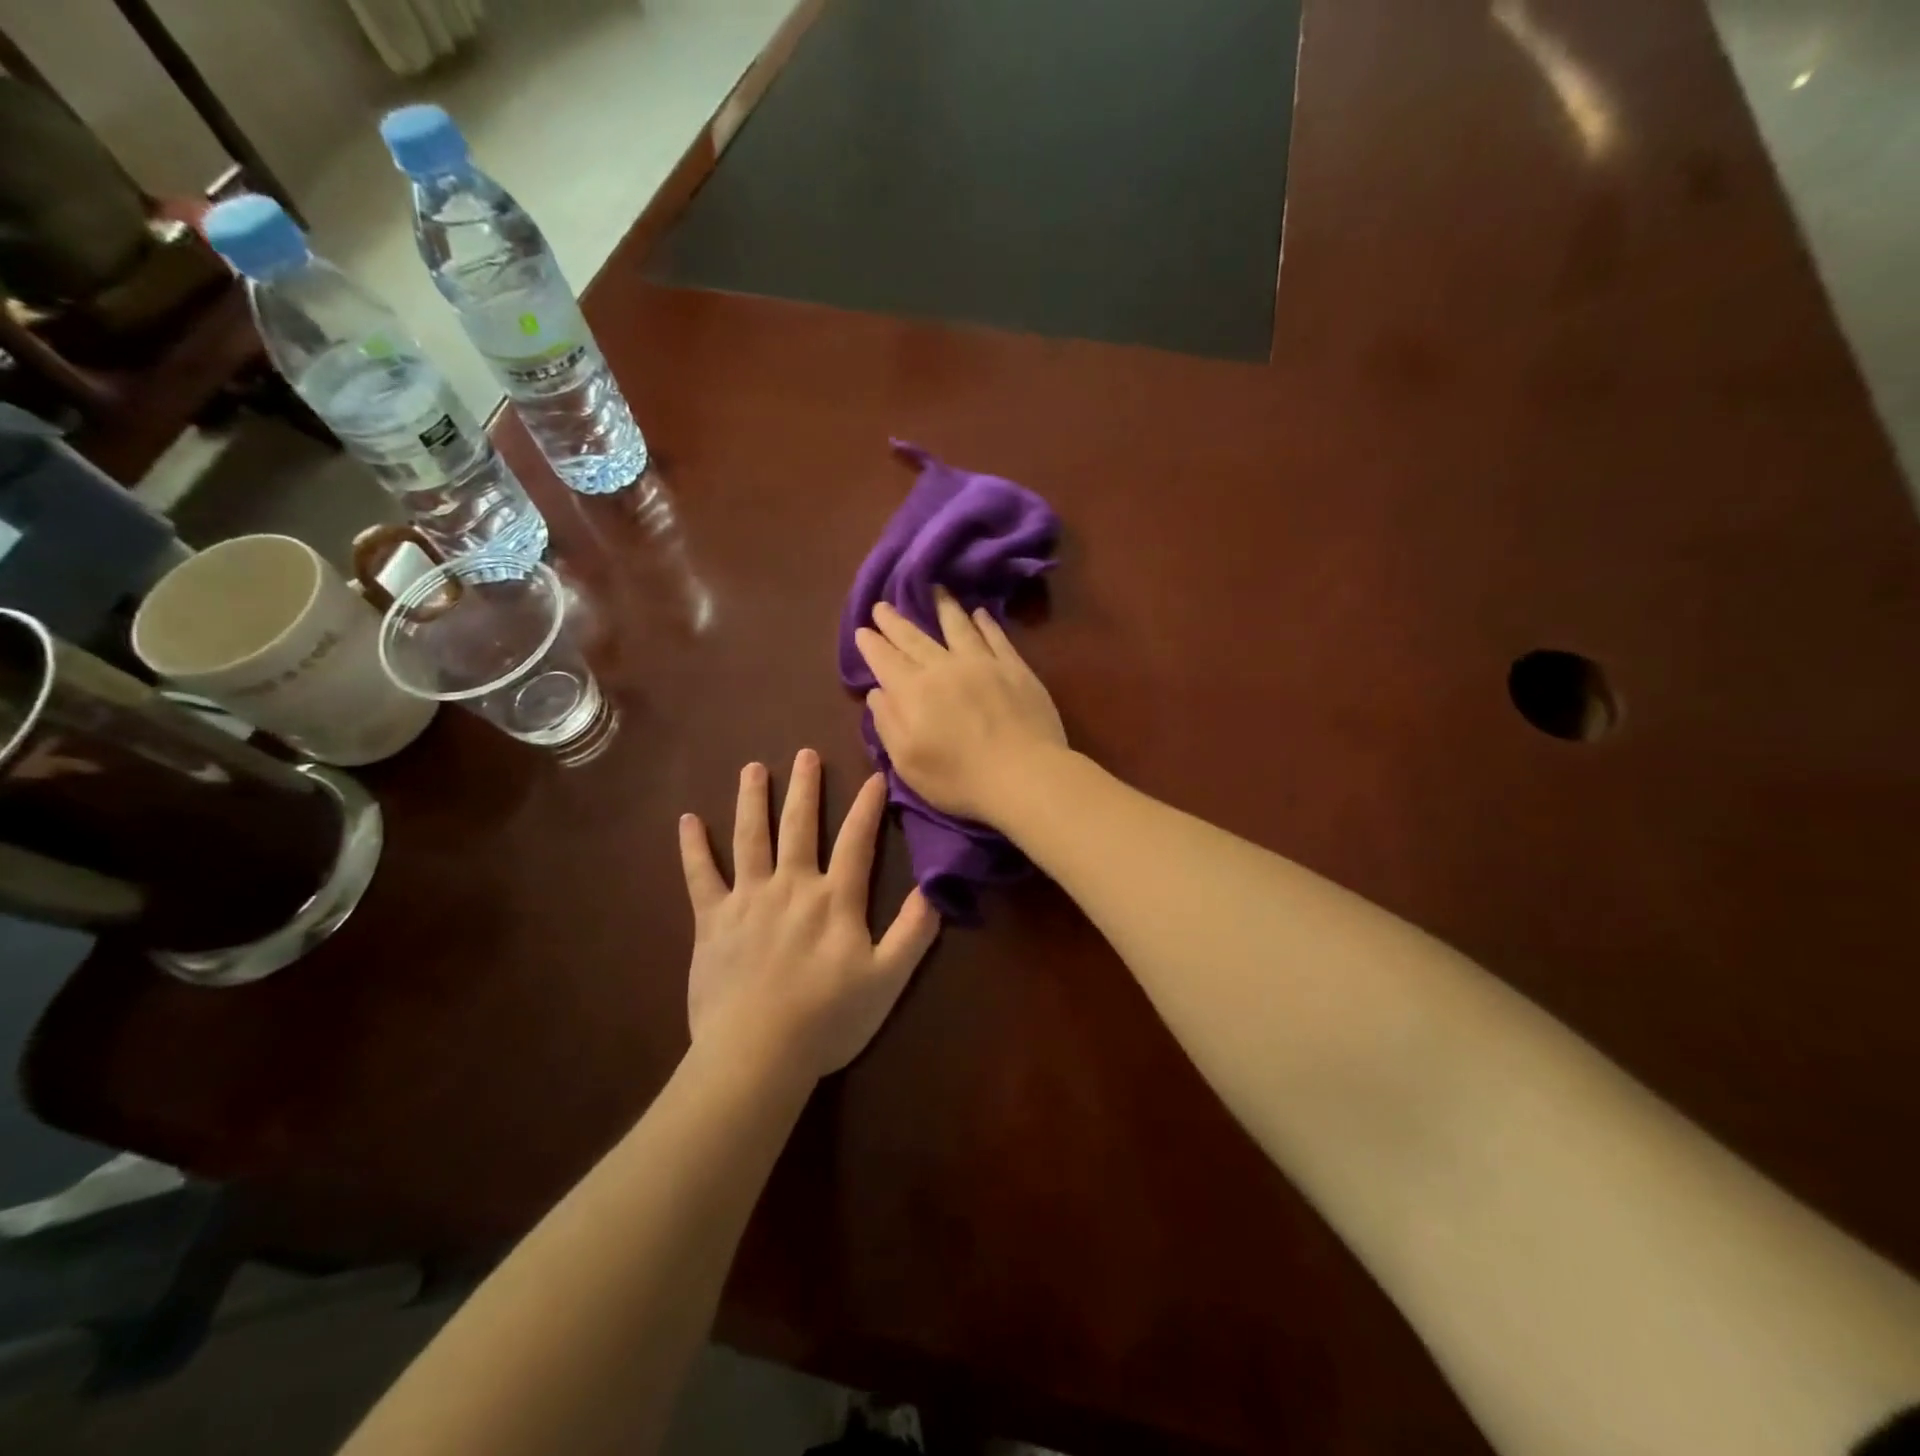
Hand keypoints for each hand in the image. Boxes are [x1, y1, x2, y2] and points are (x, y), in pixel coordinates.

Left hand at [680, 749, 940, 1078]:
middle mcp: (792, 886)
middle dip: (805, 788)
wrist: (757, 1053)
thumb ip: (914, 932)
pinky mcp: (711, 920)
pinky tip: (688, 821)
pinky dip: (693, 848)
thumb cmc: (828, 1020)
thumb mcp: (888, 980)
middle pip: (800, 826)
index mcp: (835, 899)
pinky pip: (700, 876)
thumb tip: (937, 890)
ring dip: (753, 800)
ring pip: (751, 838)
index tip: (875, 775)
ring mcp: (748, 899)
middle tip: (805, 753)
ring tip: (753, 769)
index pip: (857, 840)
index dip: (868, 806)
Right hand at [852, 588, 1066, 825]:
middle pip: (915, 638)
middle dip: (895, 621)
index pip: (885, 660)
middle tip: (883, 604)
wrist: (1024, 774)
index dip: (872, 644)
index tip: (862, 629)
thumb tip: (876, 692)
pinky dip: (985, 623)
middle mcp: (944, 667)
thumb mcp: (907, 762)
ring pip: (957, 626)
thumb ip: (888, 724)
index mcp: (914, 691)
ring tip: (934, 589)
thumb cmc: (959, 779)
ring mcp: (983, 663)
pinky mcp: (1015, 668)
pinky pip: (995, 637)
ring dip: (942, 607)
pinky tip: (980, 613)